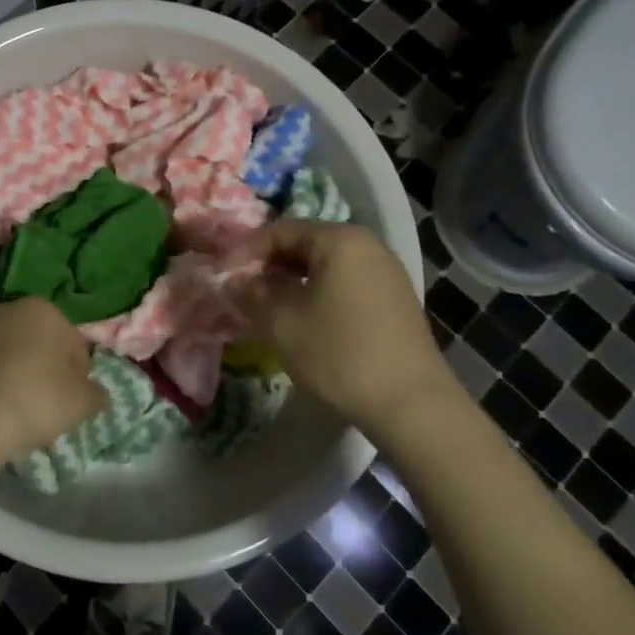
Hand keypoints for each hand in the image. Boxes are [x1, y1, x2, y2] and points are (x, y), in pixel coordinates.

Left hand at [0, 299, 105, 465]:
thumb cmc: (36, 400)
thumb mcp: (83, 403)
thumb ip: (96, 393)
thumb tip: (95, 393)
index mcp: (41, 309)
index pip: (71, 341)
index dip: (77, 372)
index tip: (73, 398)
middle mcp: (3, 310)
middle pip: (33, 341)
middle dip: (41, 365)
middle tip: (45, 403)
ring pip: (1, 352)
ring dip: (9, 371)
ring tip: (13, 409)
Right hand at [230, 221, 456, 433]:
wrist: (412, 404)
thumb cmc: (340, 354)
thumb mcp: (281, 323)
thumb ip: (251, 293)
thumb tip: (235, 280)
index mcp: (340, 239)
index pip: (280, 230)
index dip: (245, 250)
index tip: (221, 273)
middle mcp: (367, 245)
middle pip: (305, 243)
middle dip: (269, 265)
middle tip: (241, 289)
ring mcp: (386, 272)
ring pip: (326, 266)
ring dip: (292, 281)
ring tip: (267, 306)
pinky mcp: (395, 300)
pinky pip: (345, 283)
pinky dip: (318, 293)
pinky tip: (303, 319)